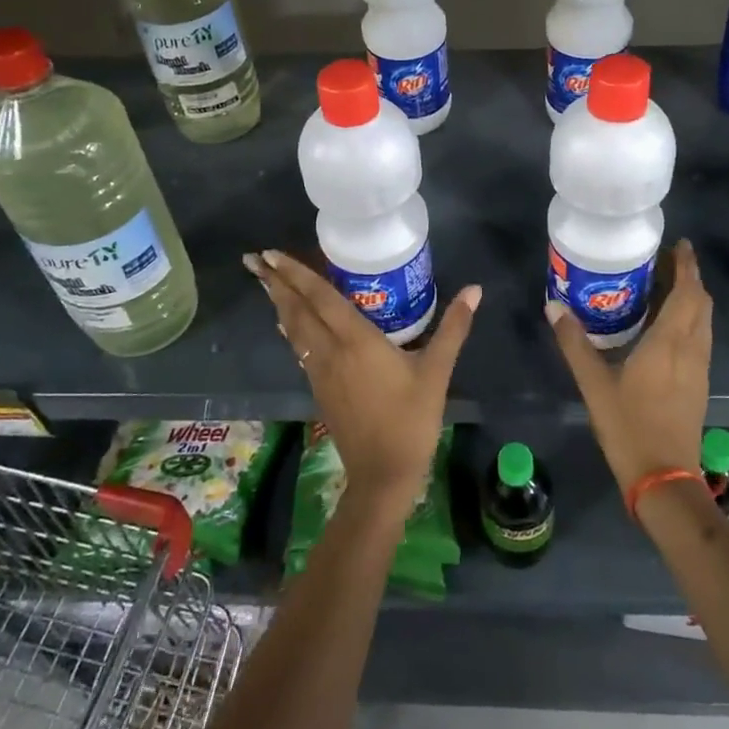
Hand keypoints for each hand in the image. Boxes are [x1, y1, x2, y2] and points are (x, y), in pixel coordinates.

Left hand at [247, 250, 479, 514]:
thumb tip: (475, 290)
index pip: (320, 298)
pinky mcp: (319, 389)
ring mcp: (320, 372)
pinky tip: (287, 324)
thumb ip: (453, 328)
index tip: (270, 253)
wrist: (383, 474)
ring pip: (294, 329)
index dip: (296, 273)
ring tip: (264, 281)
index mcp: (356, 341)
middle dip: (275, 283)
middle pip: (297, 310)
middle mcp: (331, 351)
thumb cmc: (411, 420)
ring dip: (278, 303)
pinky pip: (299, 348)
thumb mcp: (437, 372)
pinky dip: (290, 328)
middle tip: (253, 259)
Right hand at [547, 239, 711, 491]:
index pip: (688, 292)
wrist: (664, 477)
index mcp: (670, 343)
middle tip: (664, 262)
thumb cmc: (629, 426)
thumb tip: (553, 306)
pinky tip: (666, 327)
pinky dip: (689, 320)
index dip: (687, 266)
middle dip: (689, 278)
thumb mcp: (594, 384)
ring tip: (665, 287)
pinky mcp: (699, 384)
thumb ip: (574, 344)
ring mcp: (699, 368)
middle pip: (701, 303)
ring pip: (704, 321)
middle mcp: (691, 349)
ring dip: (691, 299)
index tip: (679, 244)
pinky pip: (700, 338)